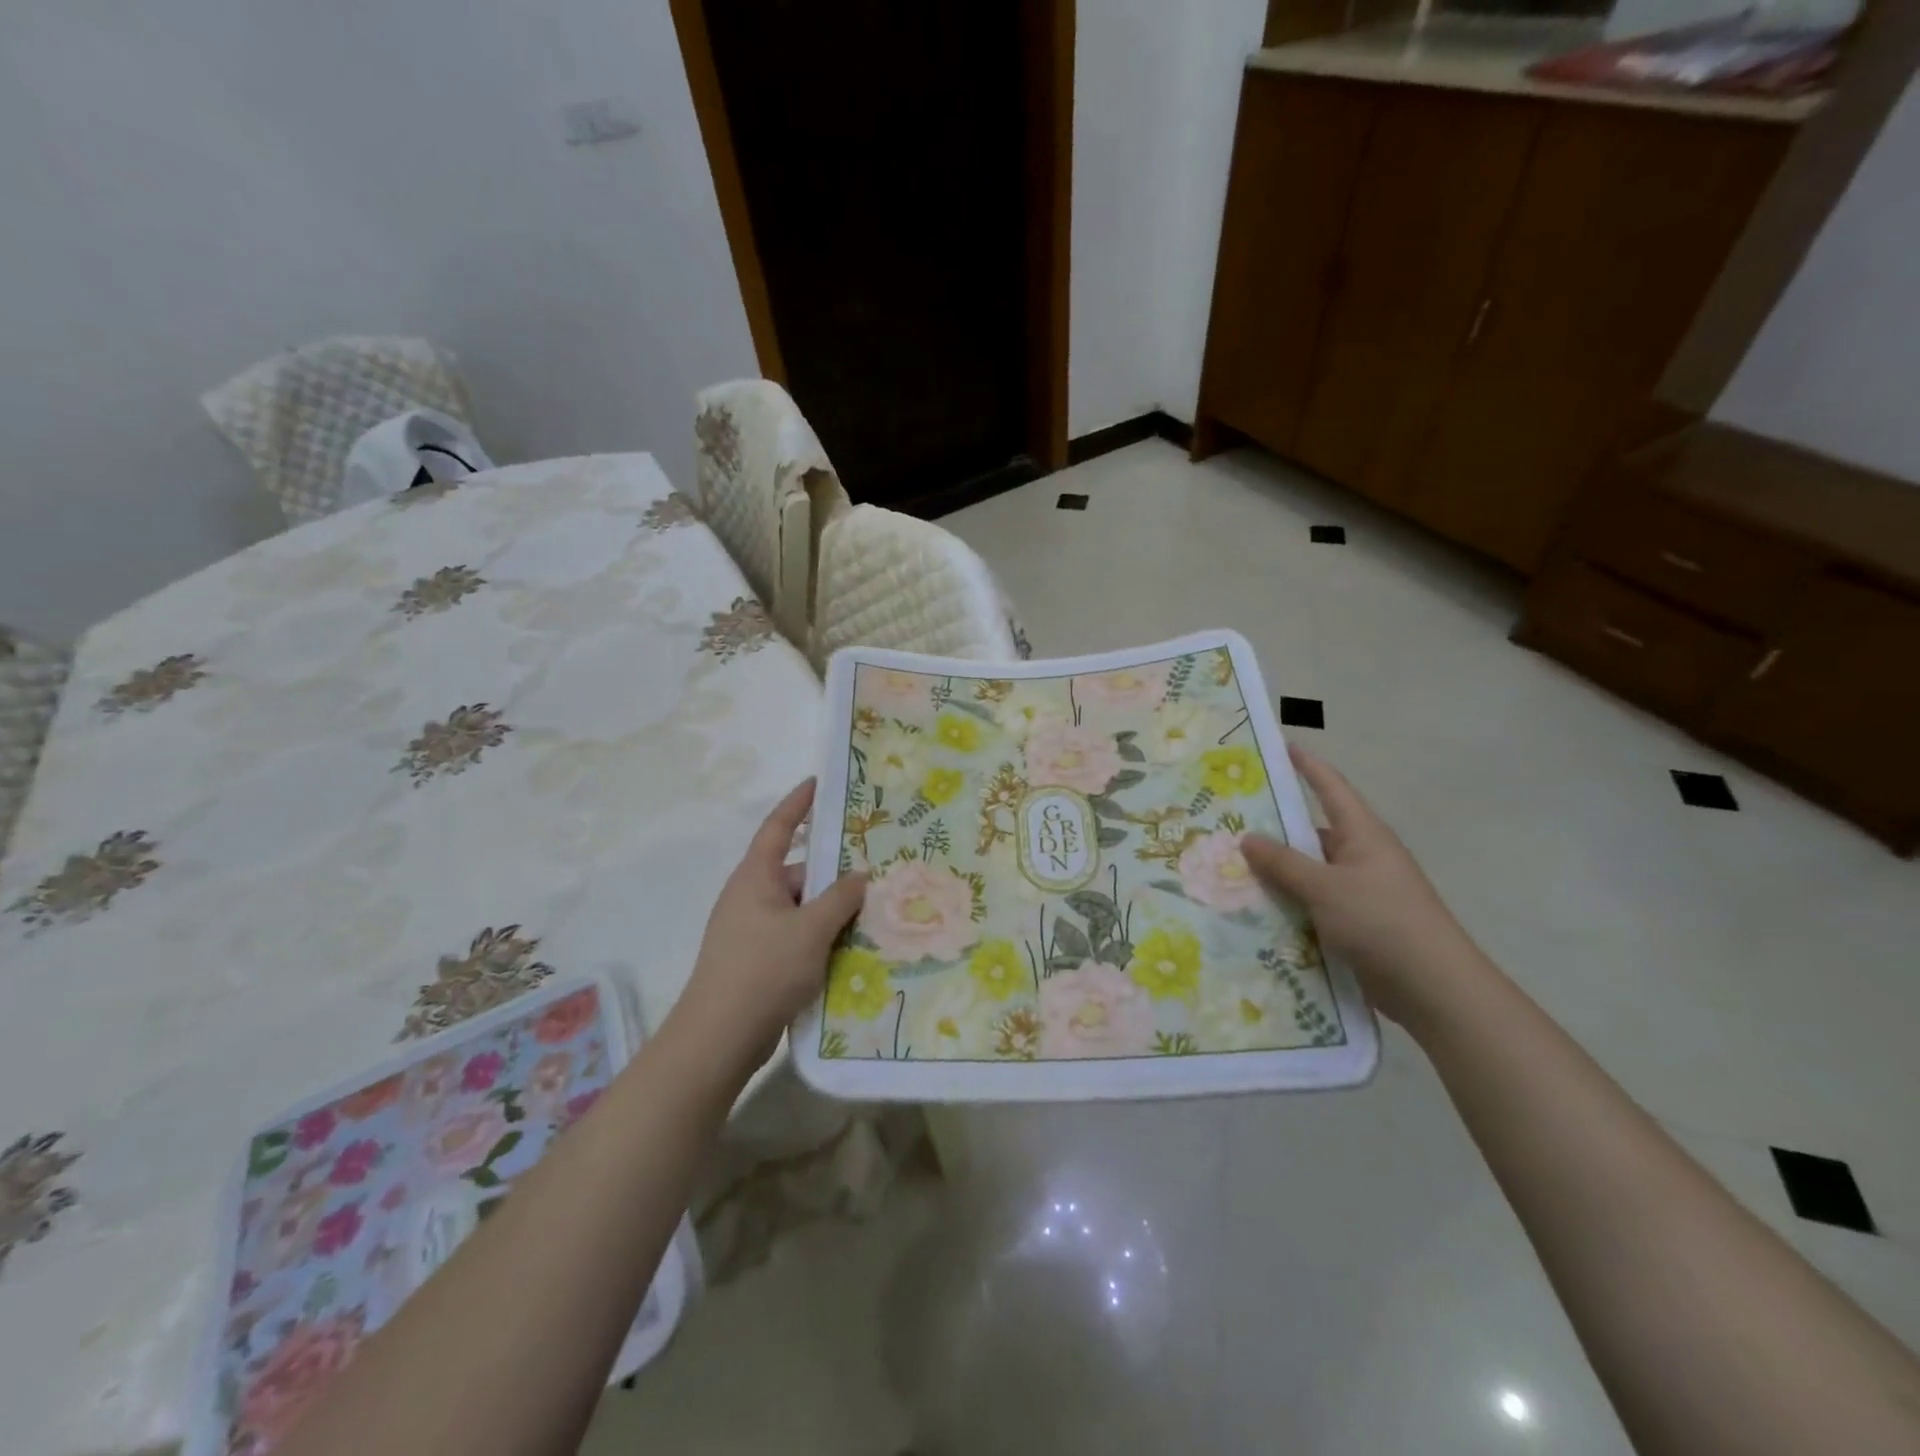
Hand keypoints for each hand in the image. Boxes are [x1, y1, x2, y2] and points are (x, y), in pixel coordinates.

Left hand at [666, 780, 866, 1079]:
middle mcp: (750, 897)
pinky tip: (849, 951)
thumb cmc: (763, 970)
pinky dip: (819, 938)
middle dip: (833, 873)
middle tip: (875, 871)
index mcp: (756, 877)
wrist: (719, 1039)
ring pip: (800, 909)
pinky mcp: (756, 961)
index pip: (778, 827)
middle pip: (798, 873)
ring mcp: (751, 931)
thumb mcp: (811, 929)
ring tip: (872, 915)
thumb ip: (840, 898)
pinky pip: (795, 937)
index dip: (798, 803)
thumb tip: (860, 875)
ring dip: (830, 912)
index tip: (819, 783)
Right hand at [1241, 746, 1489, 1029]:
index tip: (1279, 746)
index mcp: (1362, 835)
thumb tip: (1247, 838)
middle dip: (1273, 828)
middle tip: (1228, 821)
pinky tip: (1254, 911)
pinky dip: (1287, 905)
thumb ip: (1284, 863)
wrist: (1434, 989)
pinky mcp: (1355, 924)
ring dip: (1276, 873)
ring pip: (1308, 873)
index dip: (1306, 765)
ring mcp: (1359, 892)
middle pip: (1311, 832)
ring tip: (1227, 868)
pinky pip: (1312, 904)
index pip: (1330, 787)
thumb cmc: (1382, 922)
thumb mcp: (1325, 888)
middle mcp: (1361, 857)